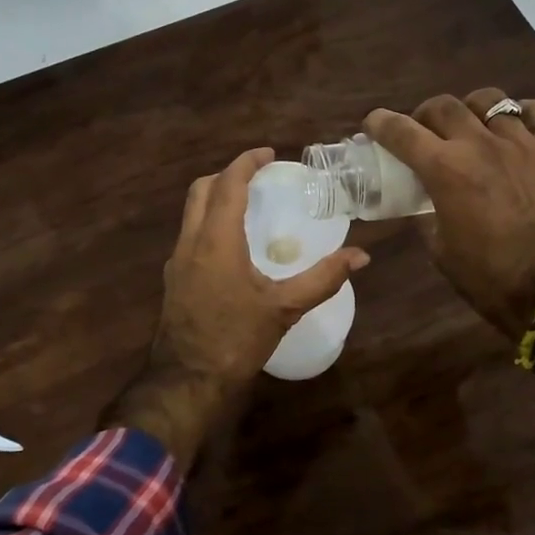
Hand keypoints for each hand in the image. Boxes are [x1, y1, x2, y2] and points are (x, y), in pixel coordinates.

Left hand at [106, 147, 368, 469]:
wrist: (186, 380)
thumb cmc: (235, 340)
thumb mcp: (284, 309)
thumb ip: (323, 279)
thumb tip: (361, 256)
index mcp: (216, 240)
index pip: (228, 184)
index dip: (247, 162)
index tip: (268, 154)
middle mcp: (190, 242)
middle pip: (201, 190)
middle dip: (228, 175)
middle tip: (258, 177)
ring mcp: (177, 261)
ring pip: (191, 212)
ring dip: (216, 198)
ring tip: (248, 206)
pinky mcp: (173, 279)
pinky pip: (190, 235)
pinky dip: (209, 223)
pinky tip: (232, 246)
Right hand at [365, 88, 534, 337]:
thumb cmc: (489, 276)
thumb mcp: (440, 250)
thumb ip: (428, 215)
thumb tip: (426, 201)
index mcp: (445, 170)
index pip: (402, 132)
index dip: (381, 123)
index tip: (374, 123)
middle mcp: (480, 144)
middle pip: (444, 105)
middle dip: (426, 114)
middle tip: (425, 130)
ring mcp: (522, 142)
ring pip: (491, 100)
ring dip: (473, 109)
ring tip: (474, 124)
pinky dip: (524, 114)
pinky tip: (520, 128)